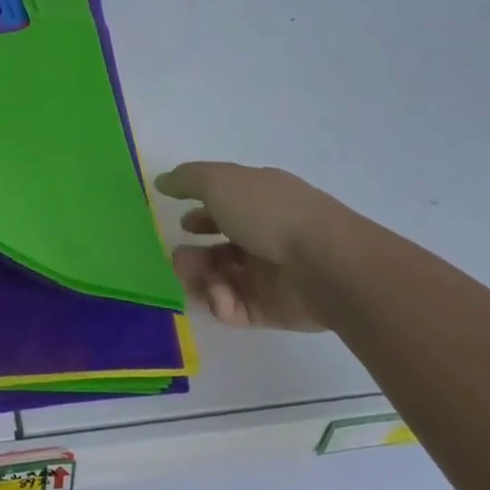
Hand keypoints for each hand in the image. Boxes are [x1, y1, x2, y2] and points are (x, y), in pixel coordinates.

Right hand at [153, 161, 349, 331]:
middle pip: (218, 249)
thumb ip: (186, 180)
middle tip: (179, 260)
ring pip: (221, 279)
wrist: (326, 264)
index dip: (200, 215)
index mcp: (259, 201)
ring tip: (192, 279)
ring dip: (198, 278)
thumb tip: (162, 182)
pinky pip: (234, 308)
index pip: (225, 207)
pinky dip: (220, 302)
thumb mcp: (219, 181)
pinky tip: (220, 295)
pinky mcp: (271, 309)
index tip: (181, 223)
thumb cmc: (269, 213)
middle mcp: (265, 235)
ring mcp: (269, 274)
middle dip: (192, 255)